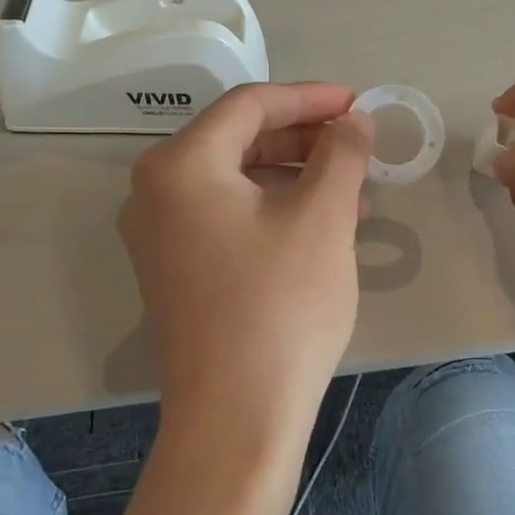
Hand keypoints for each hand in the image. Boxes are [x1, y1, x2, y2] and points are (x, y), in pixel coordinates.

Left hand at [118, 83, 372, 452]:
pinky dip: (275, 210)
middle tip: (358, 145)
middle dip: (305, 138)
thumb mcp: (322, 217)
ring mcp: (160, 235)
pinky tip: (322, 225)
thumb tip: (354, 121)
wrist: (237, 416)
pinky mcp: (176, 270)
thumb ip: (341, 154)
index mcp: (180, 165)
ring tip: (355, 190)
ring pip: (237, 181)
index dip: (310, 98)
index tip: (359, 103)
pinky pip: (228, 216)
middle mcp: (156, 191)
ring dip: (296, 176)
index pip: (250, 105)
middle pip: (239, 140)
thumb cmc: (281, 305)